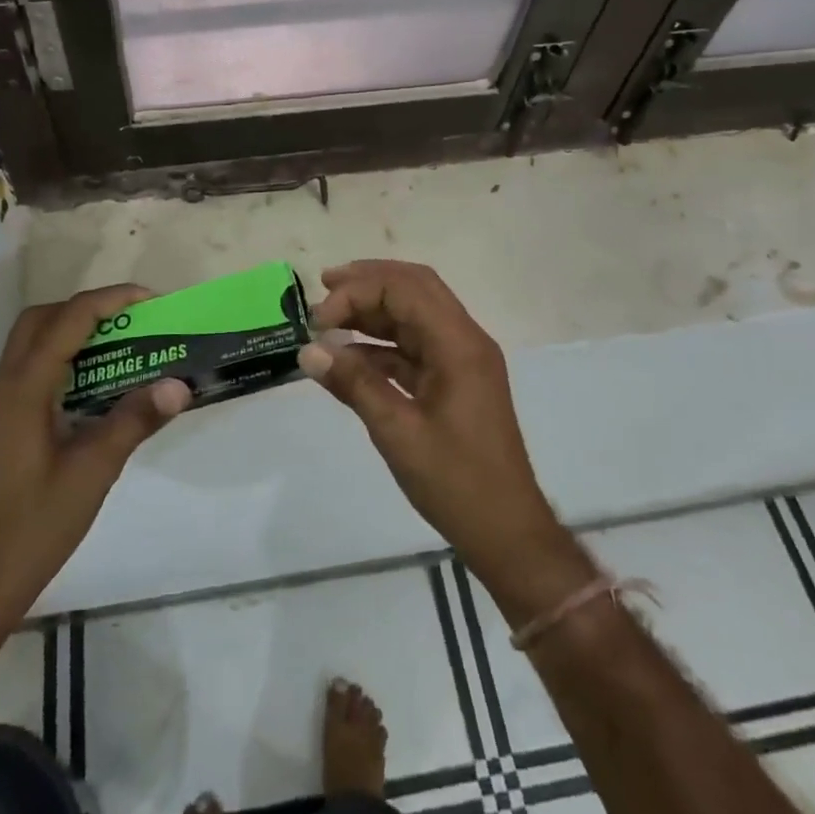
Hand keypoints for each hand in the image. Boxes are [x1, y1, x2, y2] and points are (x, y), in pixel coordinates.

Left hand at [0, 284, 190, 627]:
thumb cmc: (35, 525)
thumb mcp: (94, 470)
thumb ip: (135, 420)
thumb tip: (179, 385)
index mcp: (24, 389)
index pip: (69, 320)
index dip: (111, 300)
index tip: (152, 301)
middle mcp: (6, 386)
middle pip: (42, 319)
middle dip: (88, 308)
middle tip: (133, 320)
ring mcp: (0, 406)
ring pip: (33, 343)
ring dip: (75, 331)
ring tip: (122, 345)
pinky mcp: (4, 424)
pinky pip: (34, 369)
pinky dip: (65, 359)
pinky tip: (97, 386)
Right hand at [297, 261, 593, 621]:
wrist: (506, 531)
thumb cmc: (456, 482)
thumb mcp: (398, 432)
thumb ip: (354, 384)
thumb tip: (309, 351)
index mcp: (459, 344)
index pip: (405, 289)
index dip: (358, 292)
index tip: (319, 320)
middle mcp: (464, 340)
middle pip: (414, 288)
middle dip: (368, 282)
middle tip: (324, 287)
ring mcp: (462, 360)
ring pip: (414, 314)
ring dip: (373, 310)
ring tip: (329, 318)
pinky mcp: (455, 380)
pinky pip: (415, 346)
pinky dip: (381, 343)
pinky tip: (349, 356)